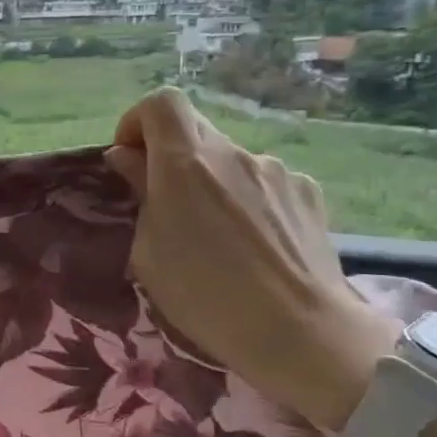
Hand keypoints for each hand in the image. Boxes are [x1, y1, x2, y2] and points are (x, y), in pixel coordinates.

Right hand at [105, 89, 398, 431]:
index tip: (131, 158)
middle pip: (195, 131)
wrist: (302, 333)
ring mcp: (276, 171)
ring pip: (230, 161)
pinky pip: (265, 183)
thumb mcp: (149, 251)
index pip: (161, 103)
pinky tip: (256, 244)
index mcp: (185, 163)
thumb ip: (139, 193)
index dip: (138, 121)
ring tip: (219, 237)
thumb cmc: (205, 296)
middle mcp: (233, 154)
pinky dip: (249, 200)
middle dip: (172, 158)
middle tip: (168, 205)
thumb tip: (128, 158)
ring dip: (214, 183)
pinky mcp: (308, 193)